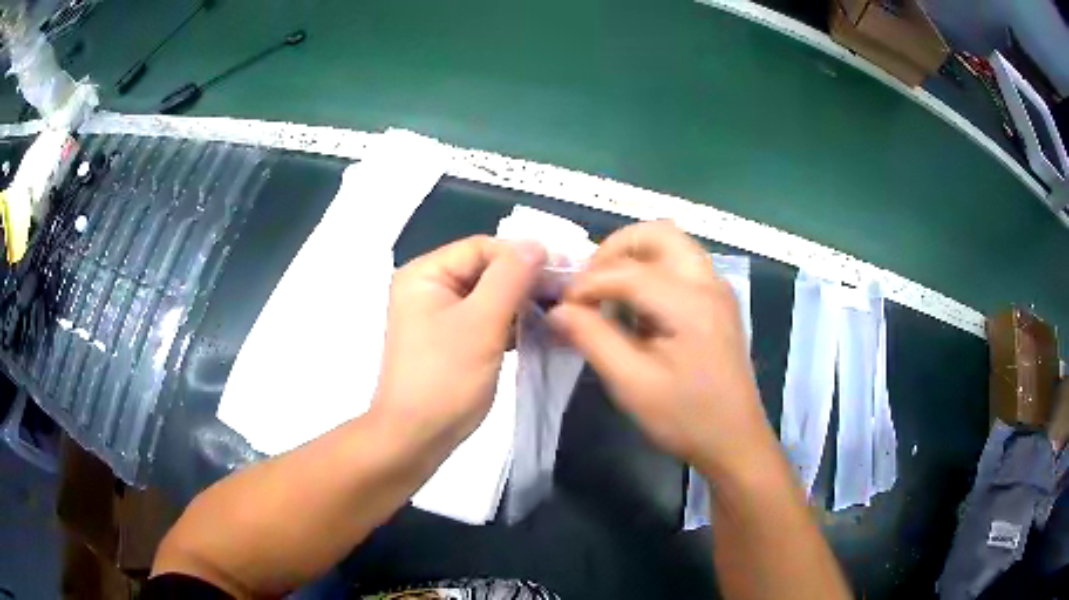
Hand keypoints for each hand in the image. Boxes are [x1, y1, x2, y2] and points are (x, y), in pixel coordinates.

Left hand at [372, 235, 545, 449]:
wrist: (415, 439)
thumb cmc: (445, 379)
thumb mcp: (481, 323)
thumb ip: (510, 277)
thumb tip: (536, 244)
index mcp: (425, 274)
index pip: (482, 247)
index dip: (523, 254)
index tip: (565, 270)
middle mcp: (429, 287)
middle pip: (485, 269)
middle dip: (525, 279)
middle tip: (567, 292)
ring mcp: (439, 315)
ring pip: (489, 295)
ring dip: (522, 302)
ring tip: (560, 310)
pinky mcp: (451, 339)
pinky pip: (486, 319)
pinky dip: (511, 322)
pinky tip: (540, 330)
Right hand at [548, 221, 771, 474]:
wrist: (735, 440)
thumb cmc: (685, 417)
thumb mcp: (631, 383)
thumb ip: (592, 338)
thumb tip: (558, 310)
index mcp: (690, 303)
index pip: (627, 271)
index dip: (587, 284)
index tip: (562, 308)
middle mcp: (709, 283)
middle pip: (658, 233)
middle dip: (615, 249)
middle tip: (588, 282)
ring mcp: (718, 289)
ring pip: (672, 244)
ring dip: (634, 256)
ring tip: (607, 292)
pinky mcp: (718, 301)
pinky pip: (681, 264)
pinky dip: (651, 269)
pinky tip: (635, 306)